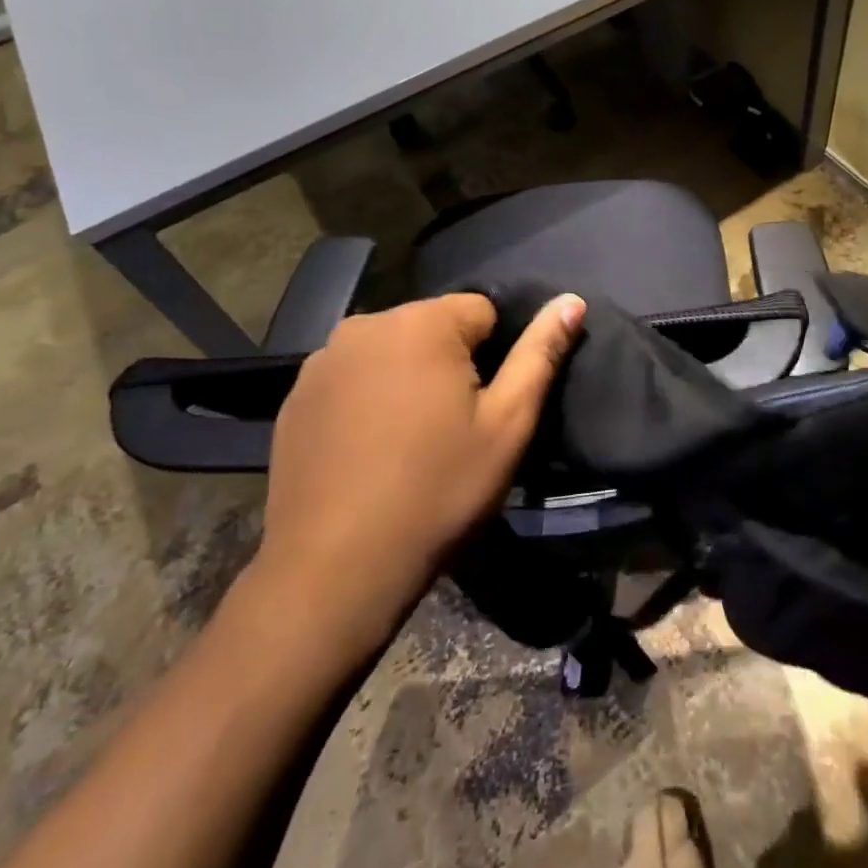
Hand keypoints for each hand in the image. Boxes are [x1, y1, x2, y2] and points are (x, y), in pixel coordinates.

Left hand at [249, 292, 585, 634]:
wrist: (335, 568)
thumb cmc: (438, 490)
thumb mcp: (508, 424)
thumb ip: (541, 353)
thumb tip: (572, 300)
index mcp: (422, 323)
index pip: (481, 311)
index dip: (494, 357)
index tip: (482, 409)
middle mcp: (366, 324)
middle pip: (432, 327)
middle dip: (449, 363)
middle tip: (450, 428)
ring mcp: (323, 359)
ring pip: (391, 350)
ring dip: (407, 377)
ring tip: (409, 440)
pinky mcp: (295, 395)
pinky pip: (351, 377)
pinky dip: (367, 398)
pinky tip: (367, 449)